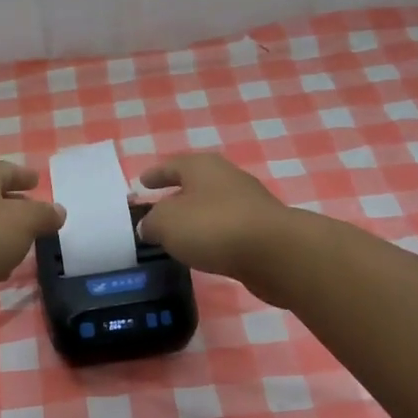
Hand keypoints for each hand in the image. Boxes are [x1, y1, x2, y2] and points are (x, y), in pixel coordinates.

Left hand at [0, 161, 64, 311]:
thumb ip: (44, 215)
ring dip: (0, 231)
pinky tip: (0, 268)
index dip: (23, 176)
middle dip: (13, 203)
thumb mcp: (23, 222)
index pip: (6, 170)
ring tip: (23, 242)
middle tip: (36, 214)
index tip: (36, 180)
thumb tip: (58, 211)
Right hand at [136, 153, 294, 288]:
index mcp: (202, 167)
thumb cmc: (213, 227)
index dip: (155, 175)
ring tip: (179, 233)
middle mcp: (227, 177)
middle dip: (177, 195)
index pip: (171, 166)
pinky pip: (228, 228)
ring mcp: (248, 203)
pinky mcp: (262, 229)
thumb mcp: (167, 223)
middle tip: (159, 209)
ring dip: (196, 217)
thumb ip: (152, 223)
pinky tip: (205, 248)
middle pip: (195, 183)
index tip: (142, 182)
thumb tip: (149, 227)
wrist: (275, 251)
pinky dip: (213, 235)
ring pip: (213, 206)